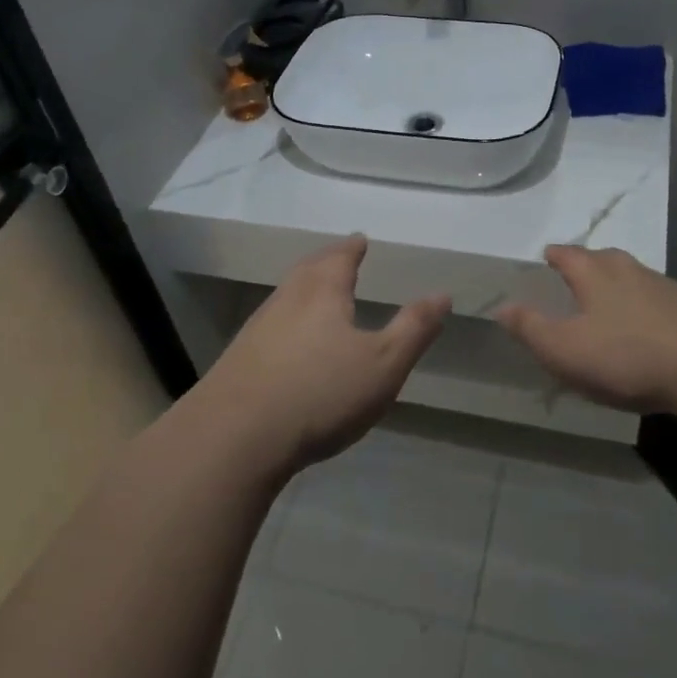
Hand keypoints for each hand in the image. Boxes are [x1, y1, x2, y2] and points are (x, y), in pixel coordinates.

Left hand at [200, 235, 449, 471]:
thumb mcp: (383, 364)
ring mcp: (258, 328)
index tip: (360, 239)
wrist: (234, 438)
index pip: (340, 256)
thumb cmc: (320, 393)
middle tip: (341, 256)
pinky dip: (289, 318)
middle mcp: (287, 299)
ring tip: (319, 292)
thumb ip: (414, 328)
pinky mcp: (240, 358)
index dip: (353, 247)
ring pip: (287, 294)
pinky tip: (291, 340)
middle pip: (309, 268)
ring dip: (306, 287)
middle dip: (327, 261)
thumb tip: (442, 294)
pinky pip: (272, 323)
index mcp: (322, 291)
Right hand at [497, 246, 676, 412]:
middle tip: (577, 276)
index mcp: (595, 274)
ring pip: (633, 278)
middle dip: (588, 265)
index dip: (556, 255)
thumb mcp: (565, 349)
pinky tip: (647, 328)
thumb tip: (502, 306)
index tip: (548, 255)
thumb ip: (531, 328)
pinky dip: (645, 308)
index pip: (569, 254)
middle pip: (604, 259)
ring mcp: (665, 288)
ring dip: (618, 286)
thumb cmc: (626, 355)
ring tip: (609, 302)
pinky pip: (658, 301)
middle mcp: (629, 270)